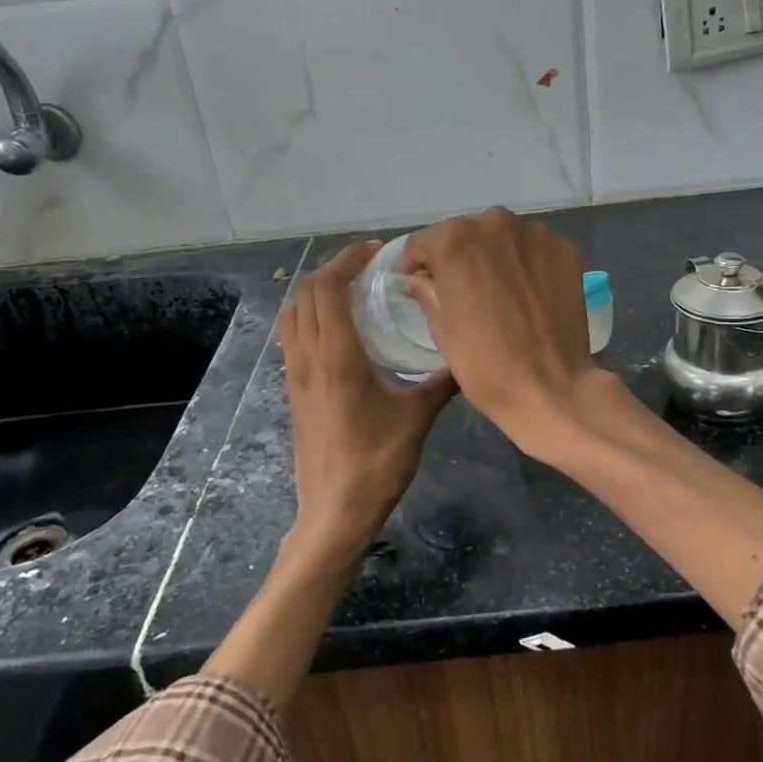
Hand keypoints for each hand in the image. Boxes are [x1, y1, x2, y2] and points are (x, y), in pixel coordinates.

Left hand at [275, 241, 456, 582]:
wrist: (334, 510)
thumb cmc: (377, 462)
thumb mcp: (418, 418)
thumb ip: (442, 382)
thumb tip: (470, 358)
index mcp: (337, 357)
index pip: (328, 289)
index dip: (347, 261)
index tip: (375, 250)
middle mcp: (308, 358)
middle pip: (305, 294)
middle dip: (332, 269)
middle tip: (366, 265)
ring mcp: (296, 376)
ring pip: (292, 315)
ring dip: (316, 292)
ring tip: (350, 290)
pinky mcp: (294, 392)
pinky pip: (293, 338)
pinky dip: (310, 317)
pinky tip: (340, 330)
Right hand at [398, 208, 598, 455]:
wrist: (550, 387)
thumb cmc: (483, 362)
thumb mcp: (442, 328)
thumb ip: (426, 291)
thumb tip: (416, 278)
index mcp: (455, 239)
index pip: (424, 242)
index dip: (416, 264)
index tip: (416, 282)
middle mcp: (495, 223)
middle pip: (466, 234)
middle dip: (458, 258)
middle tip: (459, 290)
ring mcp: (536, 235)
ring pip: (503, 240)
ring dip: (494, 258)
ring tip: (497, 293)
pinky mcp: (565, 251)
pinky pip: (534, 251)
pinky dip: (526, 266)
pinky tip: (527, 295)